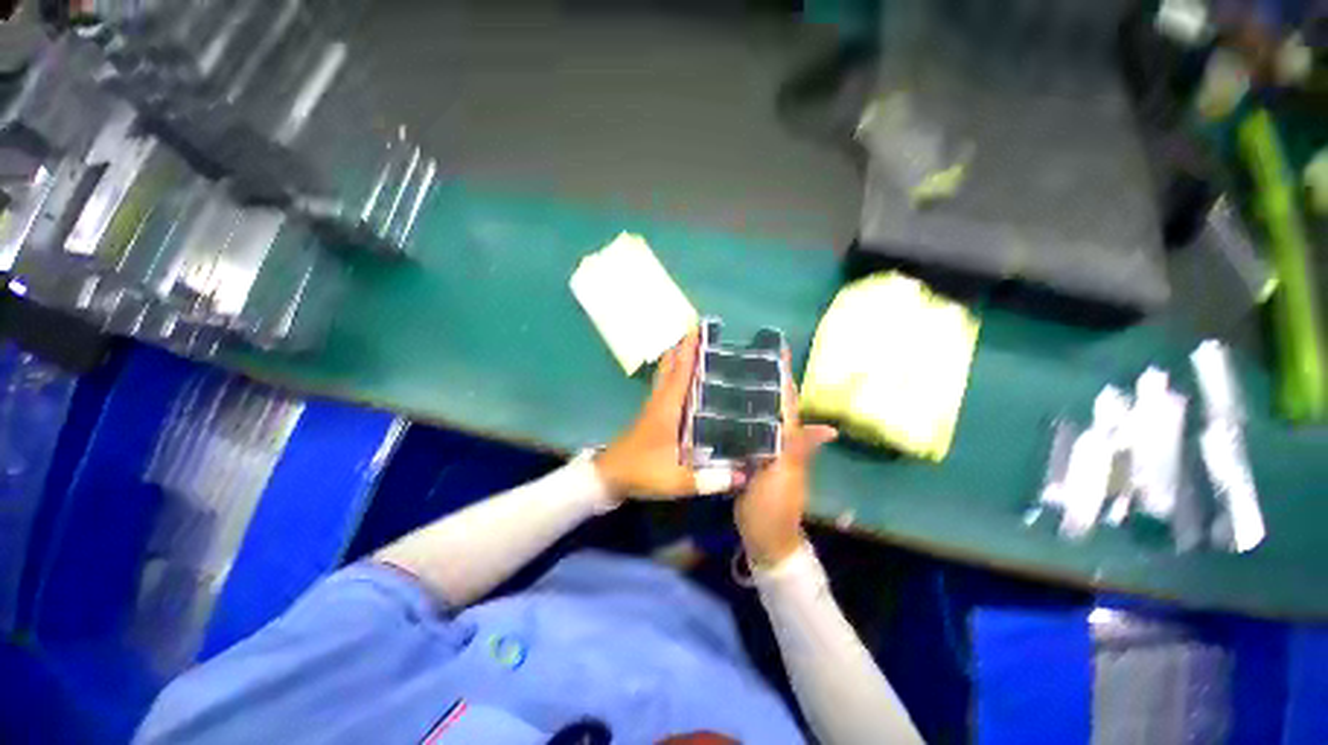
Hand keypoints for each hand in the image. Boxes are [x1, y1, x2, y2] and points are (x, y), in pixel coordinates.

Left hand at [594, 330, 744, 499]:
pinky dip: (673, 377)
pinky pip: (664, 389)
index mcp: (667, 408)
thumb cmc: (642, 472)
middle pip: (670, 368)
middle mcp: (659, 402)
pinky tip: (684, 384)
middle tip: (698, 334)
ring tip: (694, 350)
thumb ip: (710, 480)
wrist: (608, 478)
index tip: (697, 329)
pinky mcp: (650, 418)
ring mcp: (653, 409)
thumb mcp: (677, 479)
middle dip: (682, 349)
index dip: (689, 351)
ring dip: (677, 361)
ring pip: (665, 377)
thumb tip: (744, 476)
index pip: (681, 372)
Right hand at [735, 353, 836, 567]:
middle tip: (737, 352)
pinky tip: (716, 403)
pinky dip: (733, 414)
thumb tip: (830, 428)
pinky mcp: (744, 454)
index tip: (773, 347)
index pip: (787, 399)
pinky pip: (740, 428)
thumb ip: (800, 450)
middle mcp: (777, 435)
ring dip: (745, 392)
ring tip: (724, 370)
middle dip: (760, 376)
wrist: (762, 535)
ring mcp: (760, 445)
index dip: (782, 374)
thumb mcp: (786, 477)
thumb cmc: (775, 505)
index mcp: (789, 436)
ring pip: (754, 412)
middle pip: (770, 401)